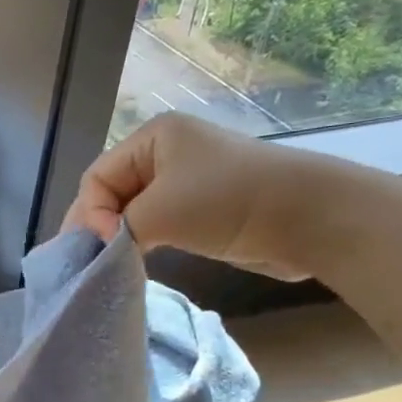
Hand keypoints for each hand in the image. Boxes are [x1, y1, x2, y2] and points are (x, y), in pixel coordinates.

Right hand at [61, 111, 346, 279]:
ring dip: (121, 237)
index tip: (105, 246)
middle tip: (94, 262)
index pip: (97, 177)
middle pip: (112, 192)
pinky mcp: (202, 209)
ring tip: (112, 264)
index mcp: (152, 137)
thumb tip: (101, 251)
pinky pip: (157, 224)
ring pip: (133, 211)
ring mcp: (186, 181)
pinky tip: (137, 261)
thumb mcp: (160, 211)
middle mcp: (165, 153)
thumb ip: (117, 229)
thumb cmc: (228, 201)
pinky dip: (143, 241)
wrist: (310, 217)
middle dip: (101, 225)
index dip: (91, 213)